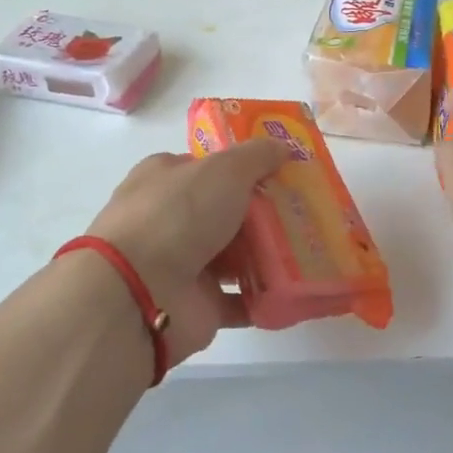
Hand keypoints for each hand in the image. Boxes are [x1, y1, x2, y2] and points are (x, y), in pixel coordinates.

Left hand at [85, 139, 290, 365]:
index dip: (243, 168)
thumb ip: (257, 156)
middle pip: (225, 212)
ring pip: (235, 256)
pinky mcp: (198, 305)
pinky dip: (266, 297)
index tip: (282, 173)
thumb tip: (284, 146)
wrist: (140, 292)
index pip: (207, 168)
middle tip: (306, 212)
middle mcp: (170, 219)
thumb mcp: (224, 169)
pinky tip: (298, 289)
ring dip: (268, 255)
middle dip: (263, 214)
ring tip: (312, 249)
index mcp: (165, 178)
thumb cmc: (178, 215)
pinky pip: (241, 300)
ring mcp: (182, 265)